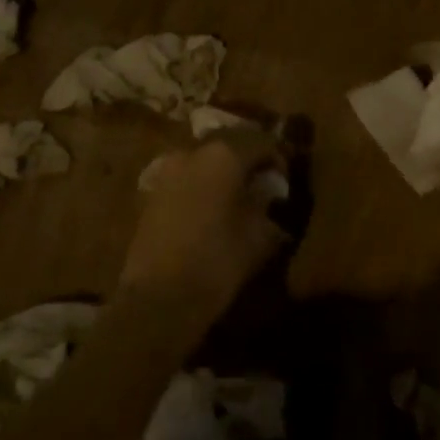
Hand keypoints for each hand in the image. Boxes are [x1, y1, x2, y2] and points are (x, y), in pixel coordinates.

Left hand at [119, 131, 288, 326]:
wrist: (158, 298)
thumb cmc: (217, 263)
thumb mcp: (258, 236)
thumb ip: (266, 205)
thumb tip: (269, 194)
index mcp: (224, 155)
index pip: (261, 141)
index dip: (278, 155)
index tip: (286, 177)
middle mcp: (194, 152)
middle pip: (229, 141)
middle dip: (248, 155)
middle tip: (263, 178)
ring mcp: (169, 169)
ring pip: (205, 156)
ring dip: (223, 167)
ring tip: (237, 191)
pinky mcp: (153, 190)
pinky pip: (186, 174)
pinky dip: (202, 180)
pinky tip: (212, 203)